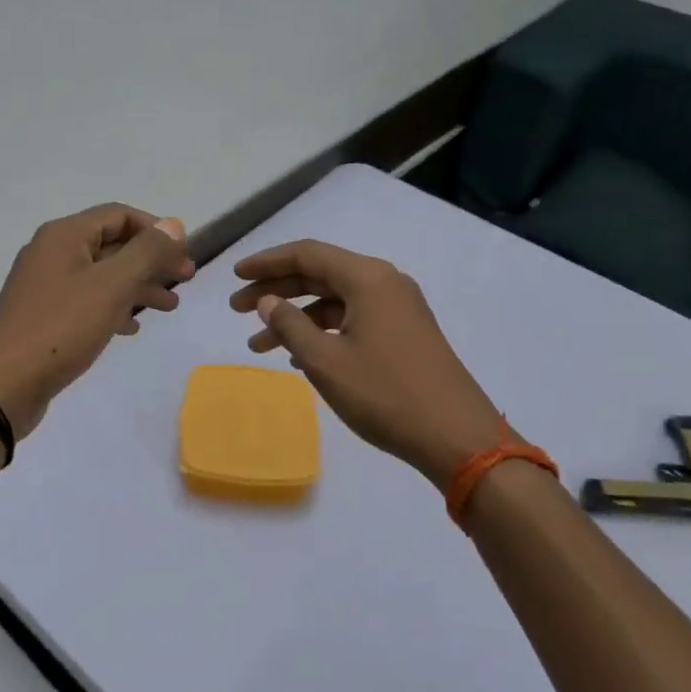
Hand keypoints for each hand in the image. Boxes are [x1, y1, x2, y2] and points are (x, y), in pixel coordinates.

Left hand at [0, 204, 193, 436]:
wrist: (1, 386)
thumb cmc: (60, 327)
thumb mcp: (111, 286)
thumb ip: (146, 252)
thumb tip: (174, 224)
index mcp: (64, 235)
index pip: (119, 215)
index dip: (156, 229)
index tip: (184, 253)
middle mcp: (52, 253)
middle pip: (112, 244)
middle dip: (151, 260)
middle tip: (185, 280)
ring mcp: (45, 286)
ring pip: (102, 275)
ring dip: (138, 286)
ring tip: (169, 306)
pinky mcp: (43, 317)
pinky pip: (87, 301)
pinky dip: (114, 307)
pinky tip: (132, 327)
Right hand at [230, 239, 509, 487]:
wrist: (457, 437)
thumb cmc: (385, 395)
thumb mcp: (326, 361)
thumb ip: (289, 325)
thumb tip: (267, 301)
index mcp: (367, 278)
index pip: (306, 254)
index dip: (266, 263)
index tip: (234, 276)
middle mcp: (384, 283)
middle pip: (319, 274)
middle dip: (276, 290)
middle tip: (237, 310)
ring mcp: (398, 308)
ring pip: (335, 300)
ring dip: (296, 317)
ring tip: (258, 346)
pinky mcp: (404, 333)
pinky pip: (353, 319)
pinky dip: (322, 331)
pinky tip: (299, 356)